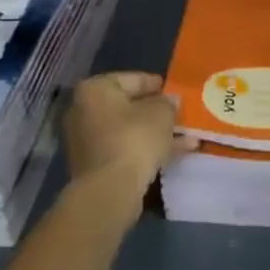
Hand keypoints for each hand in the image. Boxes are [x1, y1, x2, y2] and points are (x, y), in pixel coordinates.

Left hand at [63, 71, 193, 203]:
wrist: (109, 191)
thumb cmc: (134, 139)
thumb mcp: (161, 113)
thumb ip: (168, 103)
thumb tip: (170, 101)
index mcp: (95, 89)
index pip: (131, 79)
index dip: (155, 84)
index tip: (173, 89)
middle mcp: (84, 110)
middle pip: (128, 106)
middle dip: (155, 111)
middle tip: (178, 113)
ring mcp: (87, 140)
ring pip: (128, 130)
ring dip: (155, 133)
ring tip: (185, 136)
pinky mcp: (94, 165)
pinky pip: (125, 149)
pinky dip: (146, 149)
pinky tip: (175, 154)